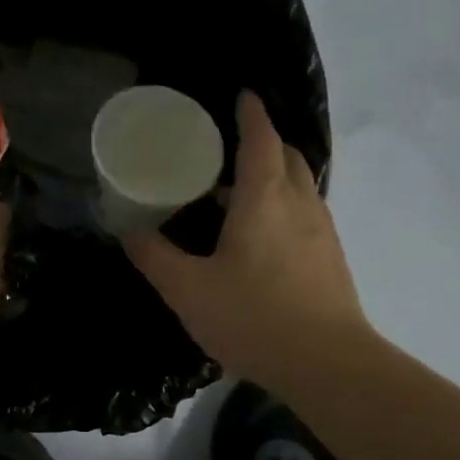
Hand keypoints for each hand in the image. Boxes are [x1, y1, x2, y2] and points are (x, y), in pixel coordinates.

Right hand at [125, 91, 368, 396]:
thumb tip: (129, 231)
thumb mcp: (188, 290)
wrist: (327, 363)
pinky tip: (263, 238)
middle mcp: (300, 203)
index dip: (250, 114)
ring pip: (300, 185)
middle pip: (287, 156)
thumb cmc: (253, 318)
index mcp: (264, 198)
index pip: (261, 139)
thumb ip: (155, 257)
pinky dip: (285, 206)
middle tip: (229, 150)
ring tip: (239, 194)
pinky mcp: (331, 258)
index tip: (241, 96)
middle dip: (264, 142)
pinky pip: (306, 213)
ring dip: (275, 176)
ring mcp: (322, 231)